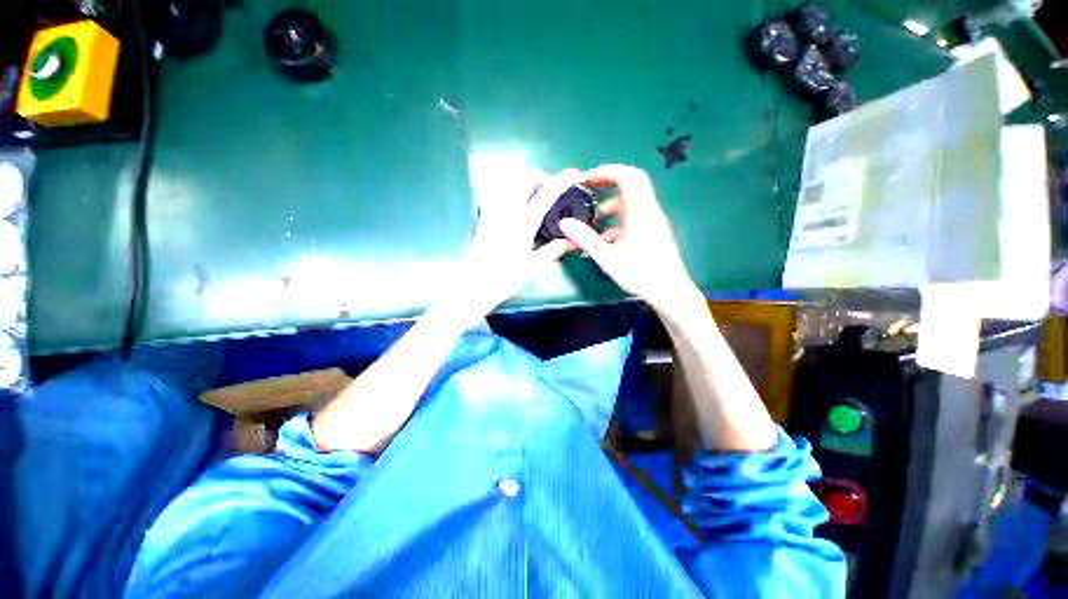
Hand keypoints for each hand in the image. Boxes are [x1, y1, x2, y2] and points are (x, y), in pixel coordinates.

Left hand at [435, 169, 583, 328]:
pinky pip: (496, 195)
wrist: (474, 287)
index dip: (563, 180)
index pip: (547, 193)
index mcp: (523, 223)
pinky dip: (509, 191)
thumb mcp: (532, 267)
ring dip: (525, 181)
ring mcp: (492, 213)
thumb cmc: (505, 279)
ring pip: (509, 183)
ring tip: (534, 195)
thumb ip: (552, 251)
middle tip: (551, 190)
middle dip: (541, 177)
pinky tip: (514, 205)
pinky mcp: (482, 219)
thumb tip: (570, 242)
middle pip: (525, 179)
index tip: (576, 175)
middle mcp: (506, 211)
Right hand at [559, 165, 697, 312]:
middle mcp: (649, 210)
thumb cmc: (641, 275)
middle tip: (589, 188)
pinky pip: (635, 214)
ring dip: (612, 201)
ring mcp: (652, 220)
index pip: (628, 177)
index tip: (586, 179)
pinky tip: (606, 237)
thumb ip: (586, 239)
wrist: (670, 292)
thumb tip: (564, 222)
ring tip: (594, 216)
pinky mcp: (652, 230)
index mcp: (640, 213)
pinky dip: (618, 217)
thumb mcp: (608, 259)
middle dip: (608, 181)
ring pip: (633, 199)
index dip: (606, 172)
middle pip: (632, 182)